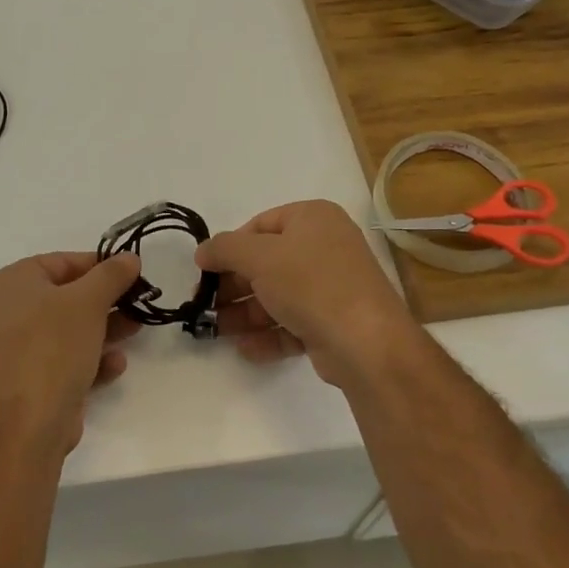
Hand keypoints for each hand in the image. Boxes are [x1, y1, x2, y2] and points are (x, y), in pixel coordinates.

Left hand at [0, 251, 142, 450]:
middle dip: (107, 301)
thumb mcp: (88, 301)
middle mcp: (10, 310)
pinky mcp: (32, 379)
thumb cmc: (53, 346)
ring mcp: (19, 347)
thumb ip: (111, 275)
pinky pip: (66, 360)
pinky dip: (91, 359)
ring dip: (105, 330)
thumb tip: (129, 257)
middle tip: (139, 303)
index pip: (63, 262)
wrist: (27, 422)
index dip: (100, 266)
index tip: (132, 274)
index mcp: (13, 282)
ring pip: (70, 330)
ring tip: (136, 330)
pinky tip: (115, 365)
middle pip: (68, 296)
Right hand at [195, 200, 416, 388]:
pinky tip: (246, 349)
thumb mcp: (258, 256)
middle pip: (266, 263)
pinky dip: (268, 335)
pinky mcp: (333, 322)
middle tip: (206, 305)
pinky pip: (293, 323)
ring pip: (278, 296)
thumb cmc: (310, 283)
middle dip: (234, 286)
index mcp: (313, 218)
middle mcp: (325, 247)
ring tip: (217, 331)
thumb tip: (203, 251)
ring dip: (245, 314)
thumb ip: (224, 248)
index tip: (206, 271)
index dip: (230, 247)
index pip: (260, 225)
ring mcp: (331, 287)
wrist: (366, 342)